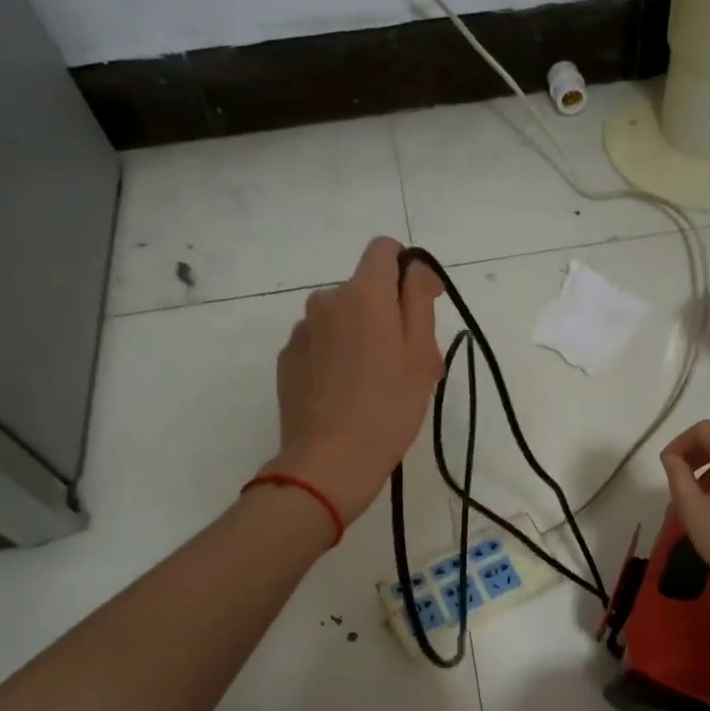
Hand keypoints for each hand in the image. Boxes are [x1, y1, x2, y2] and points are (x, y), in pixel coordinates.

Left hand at [264, 238, 443, 524]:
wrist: (330, 461)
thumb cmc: (389, 408)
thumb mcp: (421, 354)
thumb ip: (419, 299)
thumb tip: (416, 269)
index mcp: (363, 294)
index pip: (384, 249)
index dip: (408, 269)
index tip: (422, 303)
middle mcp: (326, 300)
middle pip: (364, 289)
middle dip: (387, 312)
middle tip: (405, 361)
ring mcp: (302, 330)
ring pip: (342, 318)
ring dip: (360, 335)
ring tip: (374, 382)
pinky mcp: (287, 358)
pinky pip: (321, 342)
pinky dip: (337, 355)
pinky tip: (345, 392)